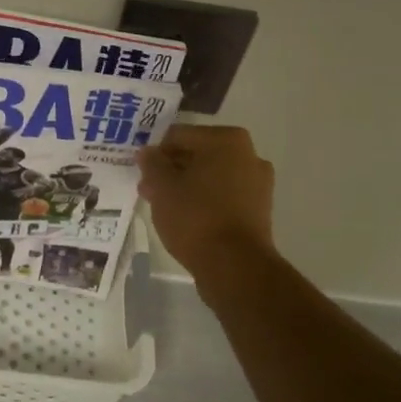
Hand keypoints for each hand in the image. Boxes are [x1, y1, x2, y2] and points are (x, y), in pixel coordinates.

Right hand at [135, 125, 275, 274]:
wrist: (235, 266)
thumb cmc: (195, 216)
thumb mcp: (162, 187)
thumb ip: (152, 164)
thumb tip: (148, 152)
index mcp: (227, 140)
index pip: (179, 135)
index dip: (156, 152)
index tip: (142, 172)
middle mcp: (248, 154)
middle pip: (198, 155)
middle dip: (171, 169)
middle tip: (149, 189)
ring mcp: (258, 183)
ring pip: (211, 176)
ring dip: (186, 185)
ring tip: (164, 206)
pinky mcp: (259, 210)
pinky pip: (224, 196)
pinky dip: (205, 201)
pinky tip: (186, 218)